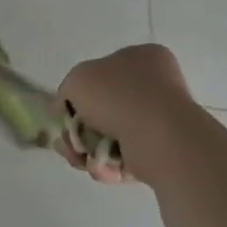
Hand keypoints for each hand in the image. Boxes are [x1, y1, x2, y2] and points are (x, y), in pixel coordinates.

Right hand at [55, 44, 194, 184]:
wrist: (158, 136)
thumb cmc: (118, 95)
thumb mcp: (77, 79)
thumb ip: (67, 90)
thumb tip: (64, 108)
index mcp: (143, 58)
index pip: (104, 70)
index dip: (80, 91)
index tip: (65, 109)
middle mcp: (155, 86)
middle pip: (104, 107)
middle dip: (79, 128)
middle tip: (67, 141)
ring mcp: (160, 120)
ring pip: (112, 135)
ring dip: (88, 149)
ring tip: (78, 158)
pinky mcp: (162, 151)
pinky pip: (126, 157)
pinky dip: (108, 164)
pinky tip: (98, 168)